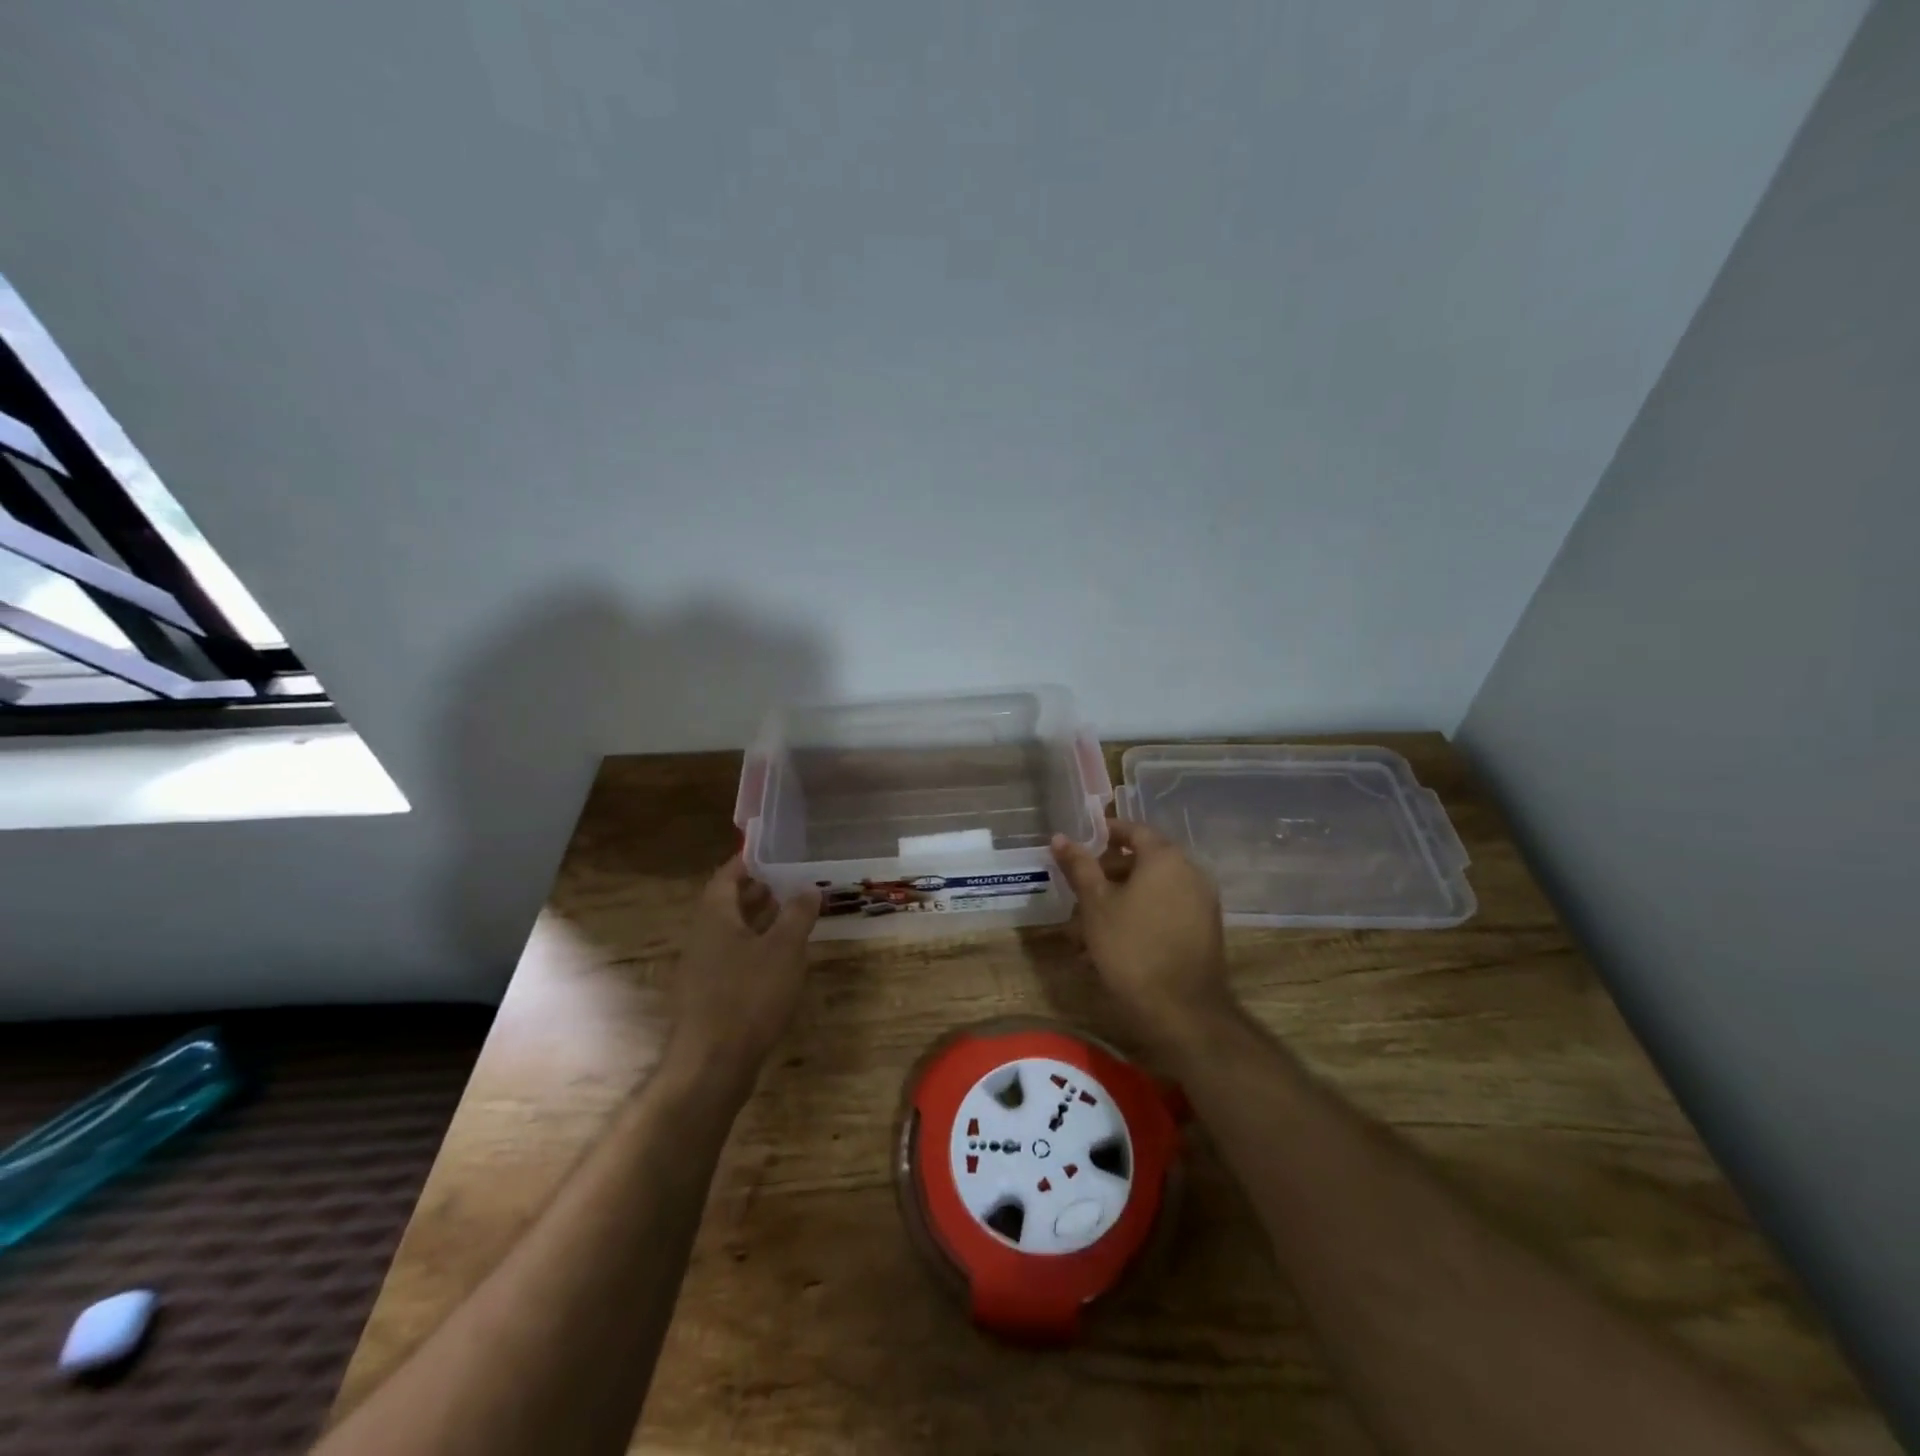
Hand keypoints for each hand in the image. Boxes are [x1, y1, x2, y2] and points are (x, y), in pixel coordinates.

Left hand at [667, 857, 820, 1086]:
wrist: (712, 1063)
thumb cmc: (749, 995)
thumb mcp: (784, 949)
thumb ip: (797, 914)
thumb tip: (808, 888)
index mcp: (714, 916)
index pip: (726, 876)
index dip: (748, 861)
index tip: (772, 851)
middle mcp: (702, 936)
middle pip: (727, 903)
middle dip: (756, 890)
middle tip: (787, 881)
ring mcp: (702, 968)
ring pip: (730, 932)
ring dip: (757, 920)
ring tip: (789, 913)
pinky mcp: (709, 995)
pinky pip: (732, 957)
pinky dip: (754, 947)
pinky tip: (778, 958)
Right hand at [1051, 822, 1233, 1042]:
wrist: (1182, 1010)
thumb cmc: (1132, 947)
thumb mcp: (1096, 905)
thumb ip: (1080, 866)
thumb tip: (1060, 837)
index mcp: (1165, 857)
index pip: (1134, 829)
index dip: (1106, 832)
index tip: (1082, 841)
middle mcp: (1190, 872)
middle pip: (1143, 861)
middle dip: (1108, 874)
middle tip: (1079, 891)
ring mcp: (1201, 902)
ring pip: (1152, 890)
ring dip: (1120, 900)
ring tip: (1087, 928)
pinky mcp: (1204, 930)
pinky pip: (1166, 910)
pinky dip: (1140, 916)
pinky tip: (1113, 945)